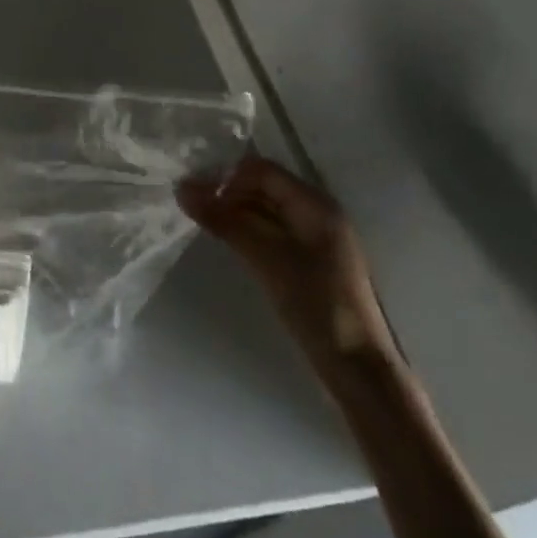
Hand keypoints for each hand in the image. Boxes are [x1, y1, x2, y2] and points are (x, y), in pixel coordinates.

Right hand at [178, 155, 398, 383]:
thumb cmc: (314, 302)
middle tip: (193, 210)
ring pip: (265, 210)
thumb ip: (223, 219)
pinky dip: (248, 231)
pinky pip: (272, 231)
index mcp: (314, 203)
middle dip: (227, 193)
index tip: (195, 195)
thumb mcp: (264, 256)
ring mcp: (315, 238)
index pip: (260, 170)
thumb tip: (181, 188)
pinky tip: (229, 243)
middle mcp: (317, 212)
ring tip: (204, 225)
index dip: (226, 176)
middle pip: (263, 186)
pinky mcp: (310, 261)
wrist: (356, 367)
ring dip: (234, 212)